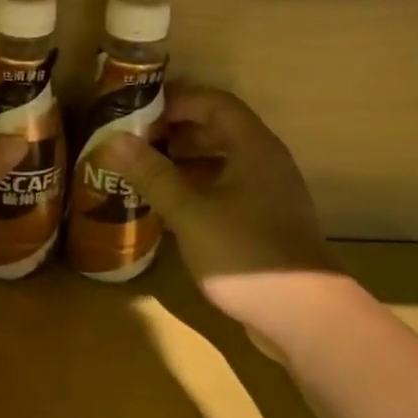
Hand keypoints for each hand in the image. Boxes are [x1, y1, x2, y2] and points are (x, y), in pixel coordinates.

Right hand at [100, 88, 336, 337]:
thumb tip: (114, 141)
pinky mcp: (267, 224)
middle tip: (136, 144)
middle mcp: (266, 163)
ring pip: (222, 164)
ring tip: (145, 174)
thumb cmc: (244, 253)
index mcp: (254, 147)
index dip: (177, 101)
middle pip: (219, 131)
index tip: (139, 113)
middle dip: (176, 133)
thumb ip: (153, 174)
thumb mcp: (189, 212)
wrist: (303, 315)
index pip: (215, 103)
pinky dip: (198, 192)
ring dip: (185, 164)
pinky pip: (228, 192)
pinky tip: (169, 211)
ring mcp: (270, 195)